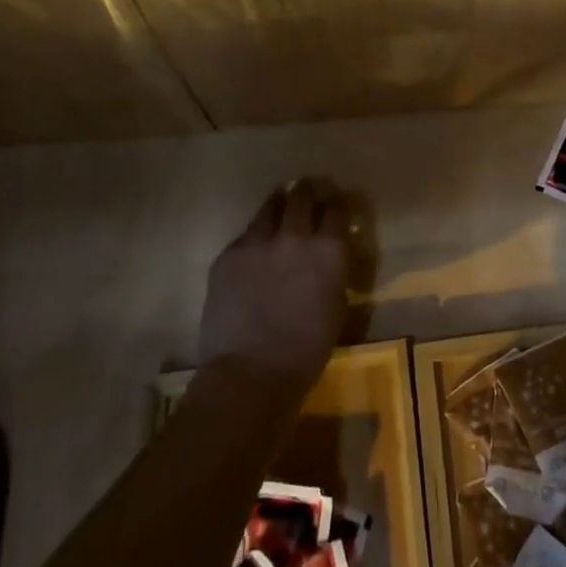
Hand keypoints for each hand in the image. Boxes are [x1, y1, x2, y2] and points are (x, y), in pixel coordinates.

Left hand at [198, 177, 350, 394]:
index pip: (336, 209)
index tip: (335, 204)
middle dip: (307, 192)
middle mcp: (295, 235)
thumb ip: (333, 272)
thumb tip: (329, 257)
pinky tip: (253, 249)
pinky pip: (245, 236)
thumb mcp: (336, 306)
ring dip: (278, 206)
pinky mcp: (229, 255)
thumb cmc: (306, 351)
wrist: (251, 374)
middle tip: (307, 193)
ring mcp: (258, 242)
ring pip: (269, 208)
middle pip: (302, 197)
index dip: (336, 204)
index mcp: (328, 250)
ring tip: (278, 206)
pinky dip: (254, 238)